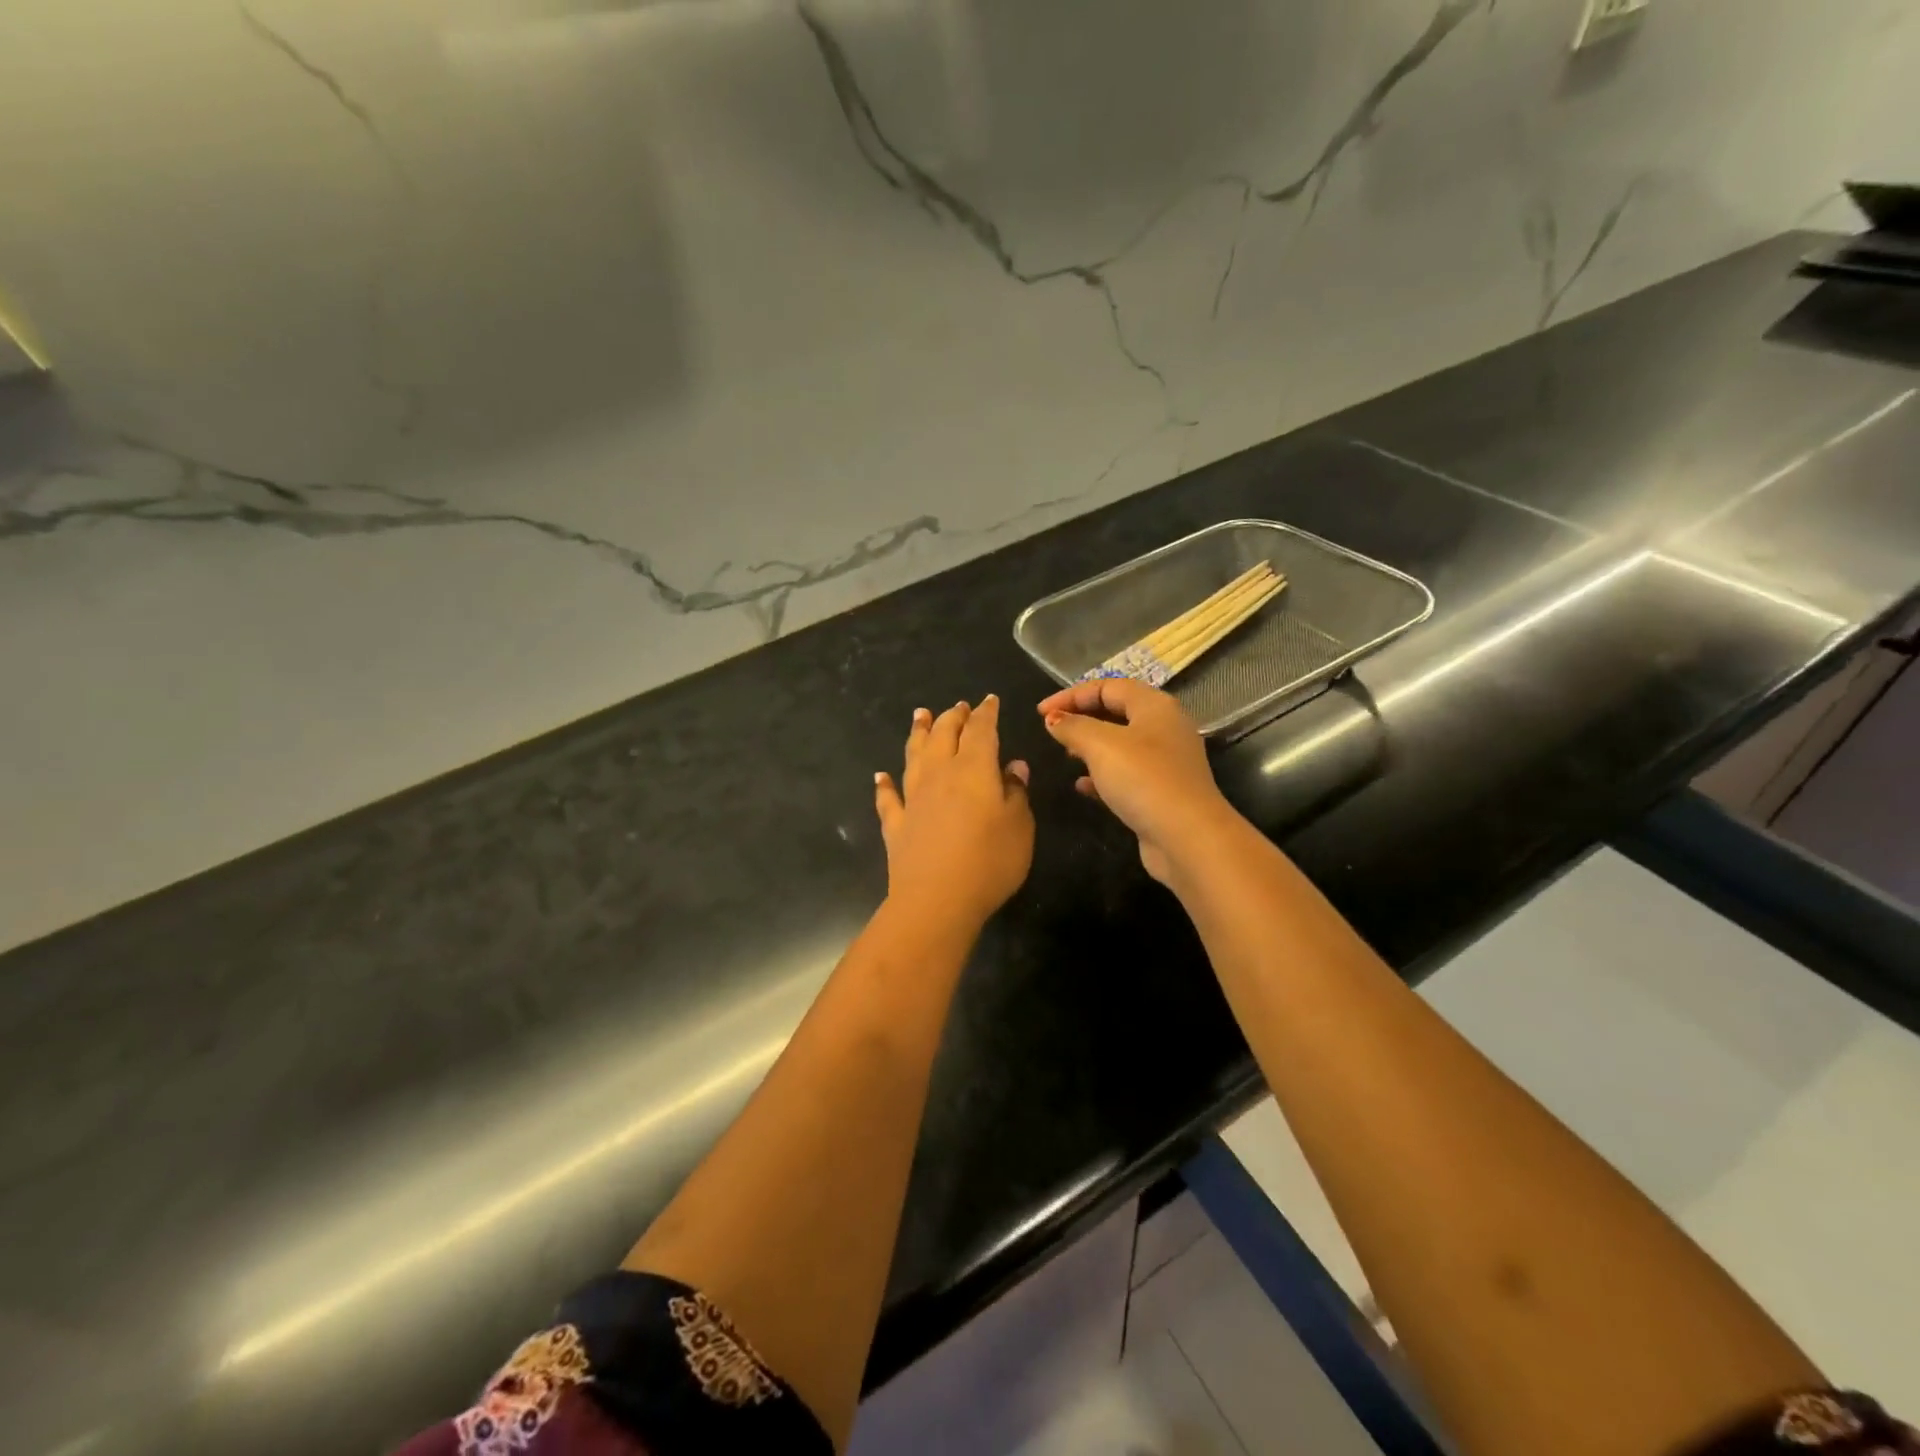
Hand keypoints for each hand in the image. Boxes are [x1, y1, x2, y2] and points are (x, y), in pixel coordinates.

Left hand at [875, 695, 1034, 927]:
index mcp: (974, 769)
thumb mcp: (1019, 826)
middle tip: (958, 706)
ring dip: (918, 733)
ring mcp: (913, 798)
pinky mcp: (896, 824)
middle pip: (944, 735)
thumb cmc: (989, 861)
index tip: (989, 701)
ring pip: (914, 755)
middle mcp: (939, 774)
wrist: (936, 900)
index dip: (986, 713)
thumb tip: (1013, 767)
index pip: (981, 731)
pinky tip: (880, 777)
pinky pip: (888, 798)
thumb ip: (1016, 792)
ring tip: (920, 715)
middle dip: (952, 717)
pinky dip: (884, 785)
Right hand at [1038, 678, 1235, 884]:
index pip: (1109, 686)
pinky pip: (1126, 775)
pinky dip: (1102, 776)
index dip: (1072, 695)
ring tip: (1065, 755)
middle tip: (1053, 730)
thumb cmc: (1143, 779)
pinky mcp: (1161, 792)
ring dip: (1091, 746)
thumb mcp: (1101, 745)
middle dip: (1082, 718)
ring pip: (1121, 745)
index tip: (1040, 712)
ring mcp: (1165, 762)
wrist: (1187, 837)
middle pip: (1117, 712)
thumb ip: (1073, 727)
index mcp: (1155, 706)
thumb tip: (1053, 719)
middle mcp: (1164, 729)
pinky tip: (1082, 786)